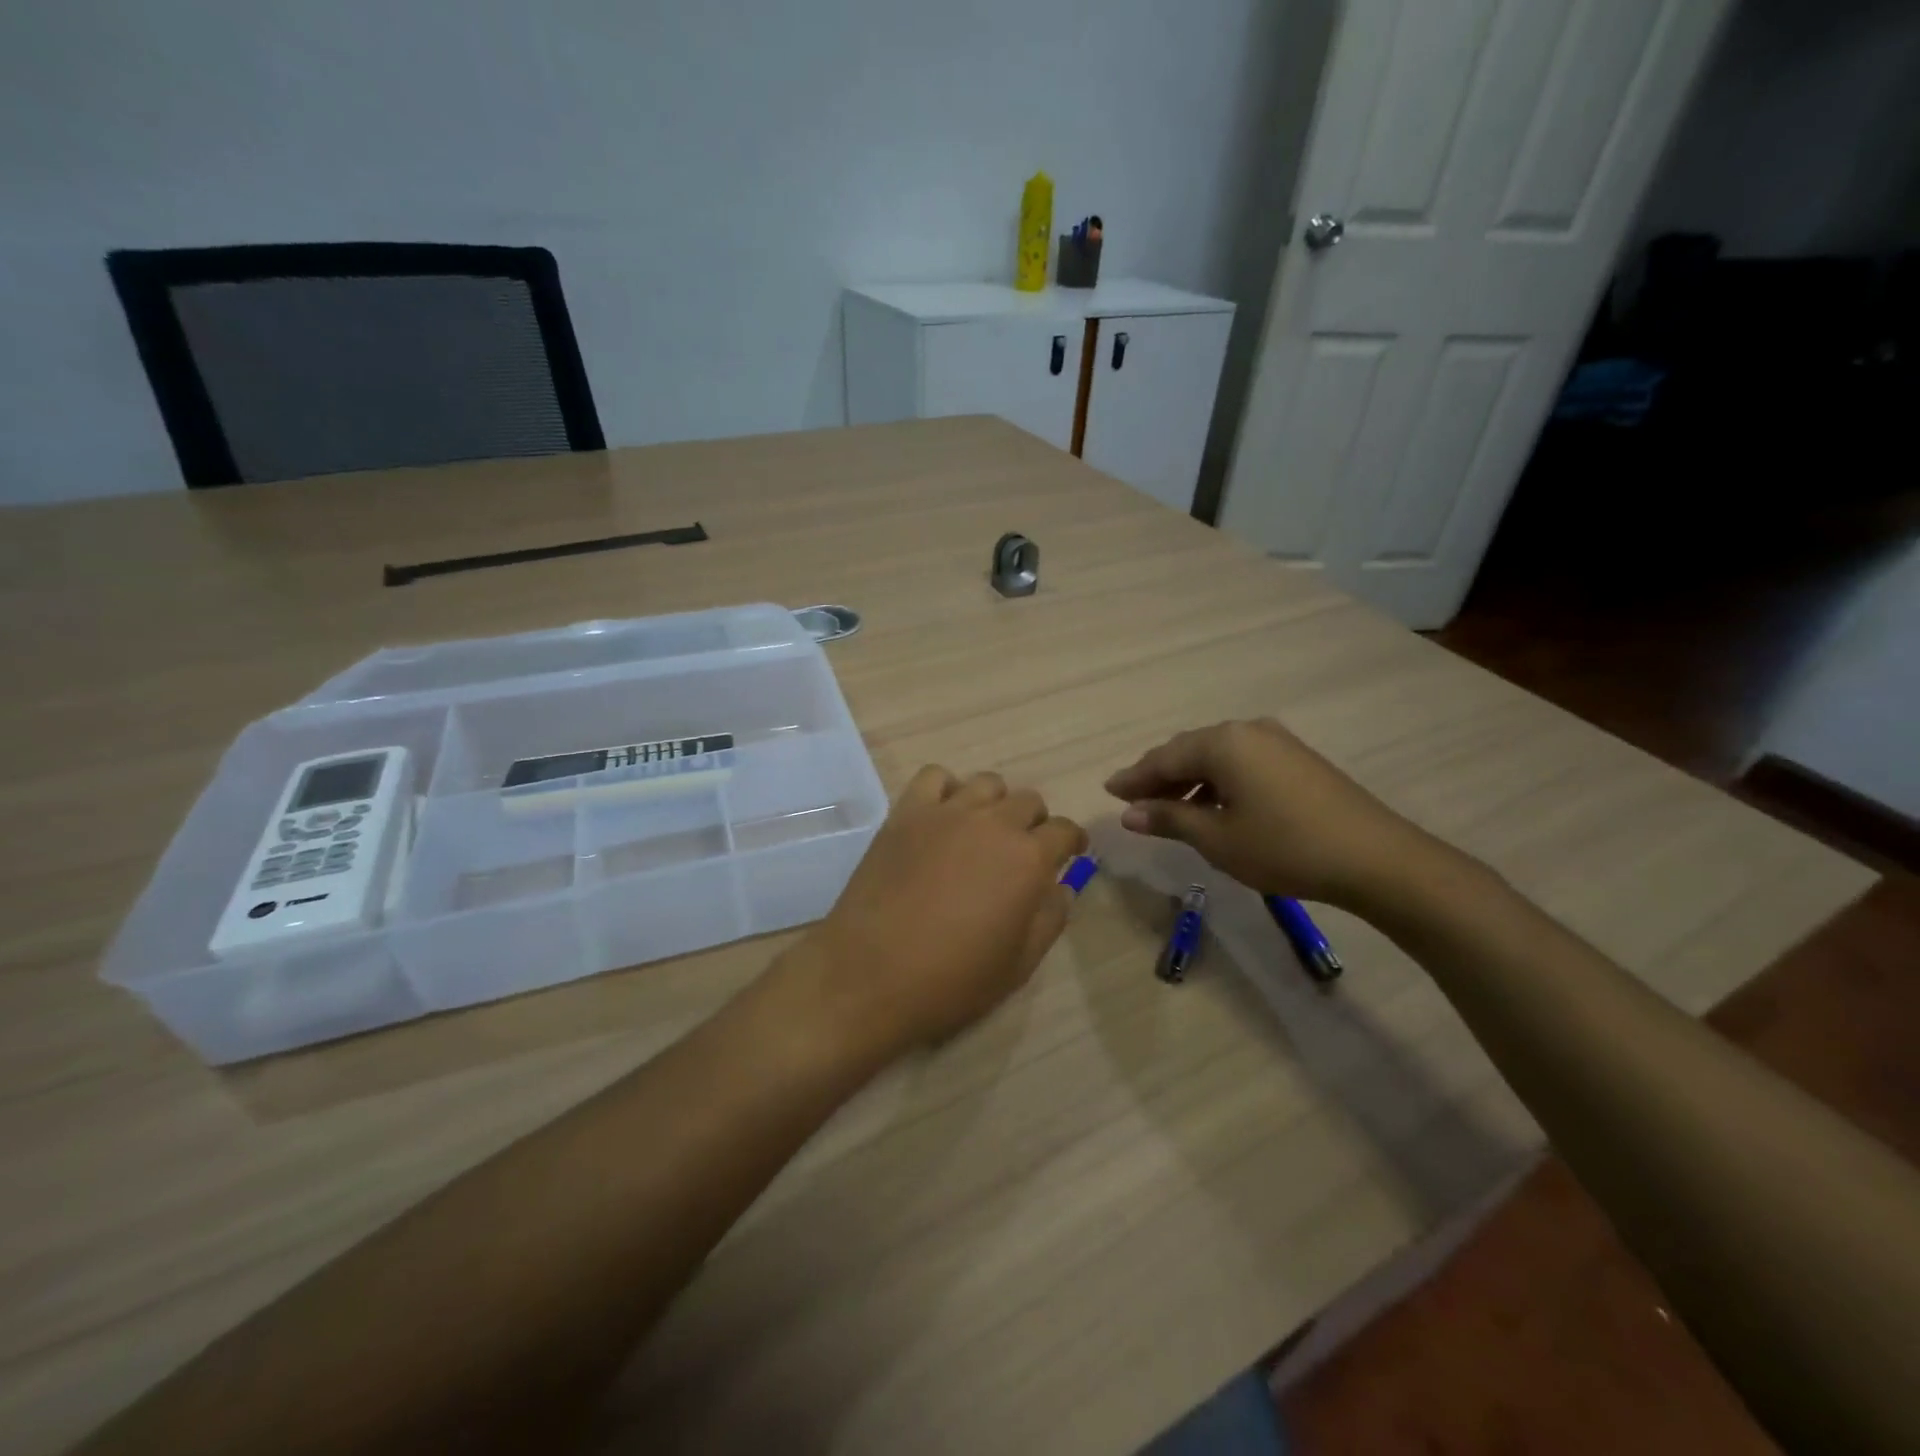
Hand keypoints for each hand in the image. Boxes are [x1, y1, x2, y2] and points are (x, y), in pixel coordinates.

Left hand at [789, 766, 1086, 1058]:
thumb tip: (1060, 888)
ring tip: (982, 832)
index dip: (1071, 843)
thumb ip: (1050, 919)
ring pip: (987, 784)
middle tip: (1021, 852)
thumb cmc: (952, 979)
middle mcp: (993, 823)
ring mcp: (947, 813)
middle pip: (1028, 802)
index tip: (1068, 855)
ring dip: (995, 804)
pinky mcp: (906, 813)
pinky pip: (934, 777)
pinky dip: (946, 789)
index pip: (1065, 831)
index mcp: (1028, 859)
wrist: (871, 974)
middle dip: (1034, 824)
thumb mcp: (1019, 964)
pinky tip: (942, 818)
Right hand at [1104, 718, 1432, 910]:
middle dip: (1159, 776)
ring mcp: (1276, 741)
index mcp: (1223, 743)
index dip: (1134, 778)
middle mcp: (1246, 730)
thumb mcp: (1217, 839)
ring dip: (1189, 780)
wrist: (1375, 858)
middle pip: (1189, 750)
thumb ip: (1169, 819)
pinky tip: (1213, 805)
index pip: (1164, 758)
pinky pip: (1241, 762)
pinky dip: (1218, 781)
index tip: (1109, 791)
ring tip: (1169, 808)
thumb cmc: (1284, 847)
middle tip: (1133, 800)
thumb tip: (1129, 813)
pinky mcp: (1297, 758)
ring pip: (1216, 756)